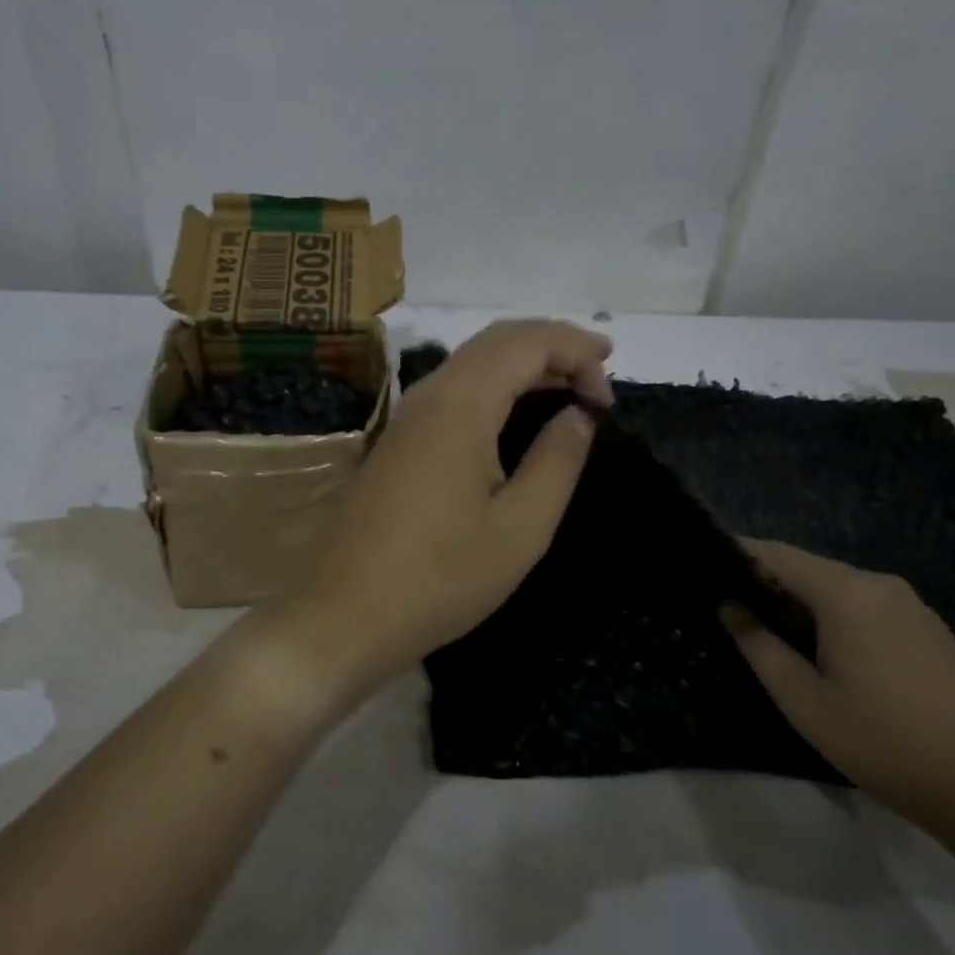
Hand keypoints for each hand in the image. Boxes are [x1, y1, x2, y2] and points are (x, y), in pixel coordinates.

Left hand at [273, 320, 612, 703]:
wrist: (344, 615)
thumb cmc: (441, 578)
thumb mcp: (520, 528)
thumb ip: (557, 461)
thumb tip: (578, 414)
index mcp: (460, 405)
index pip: (526, 342)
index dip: (576, 351)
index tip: (610, 395)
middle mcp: (428, 396)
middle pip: (496, 340)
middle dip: (553, 345)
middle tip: (600, 373)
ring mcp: (405, 418)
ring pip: (471, 362)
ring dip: (523, 363)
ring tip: (568, 386)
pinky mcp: (395, 442)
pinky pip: (453, 390)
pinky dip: (495, 386)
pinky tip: (514, 415)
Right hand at [721, 538, 954, 832]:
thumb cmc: (883, 741)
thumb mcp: (803, 700)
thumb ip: (758, 646)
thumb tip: (729, 607)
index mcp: (847, 594)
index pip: (777, 554)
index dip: (737, 553)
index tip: (702, 562)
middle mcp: (881, 585)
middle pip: (808, 567)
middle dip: (766, 579)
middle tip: (728, 603)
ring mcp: (912, 606)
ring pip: (838, 586)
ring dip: (801, 599)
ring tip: (768, 627)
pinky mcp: (930, 629)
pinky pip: (866, 604)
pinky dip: (833, 612)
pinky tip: (823, 647)